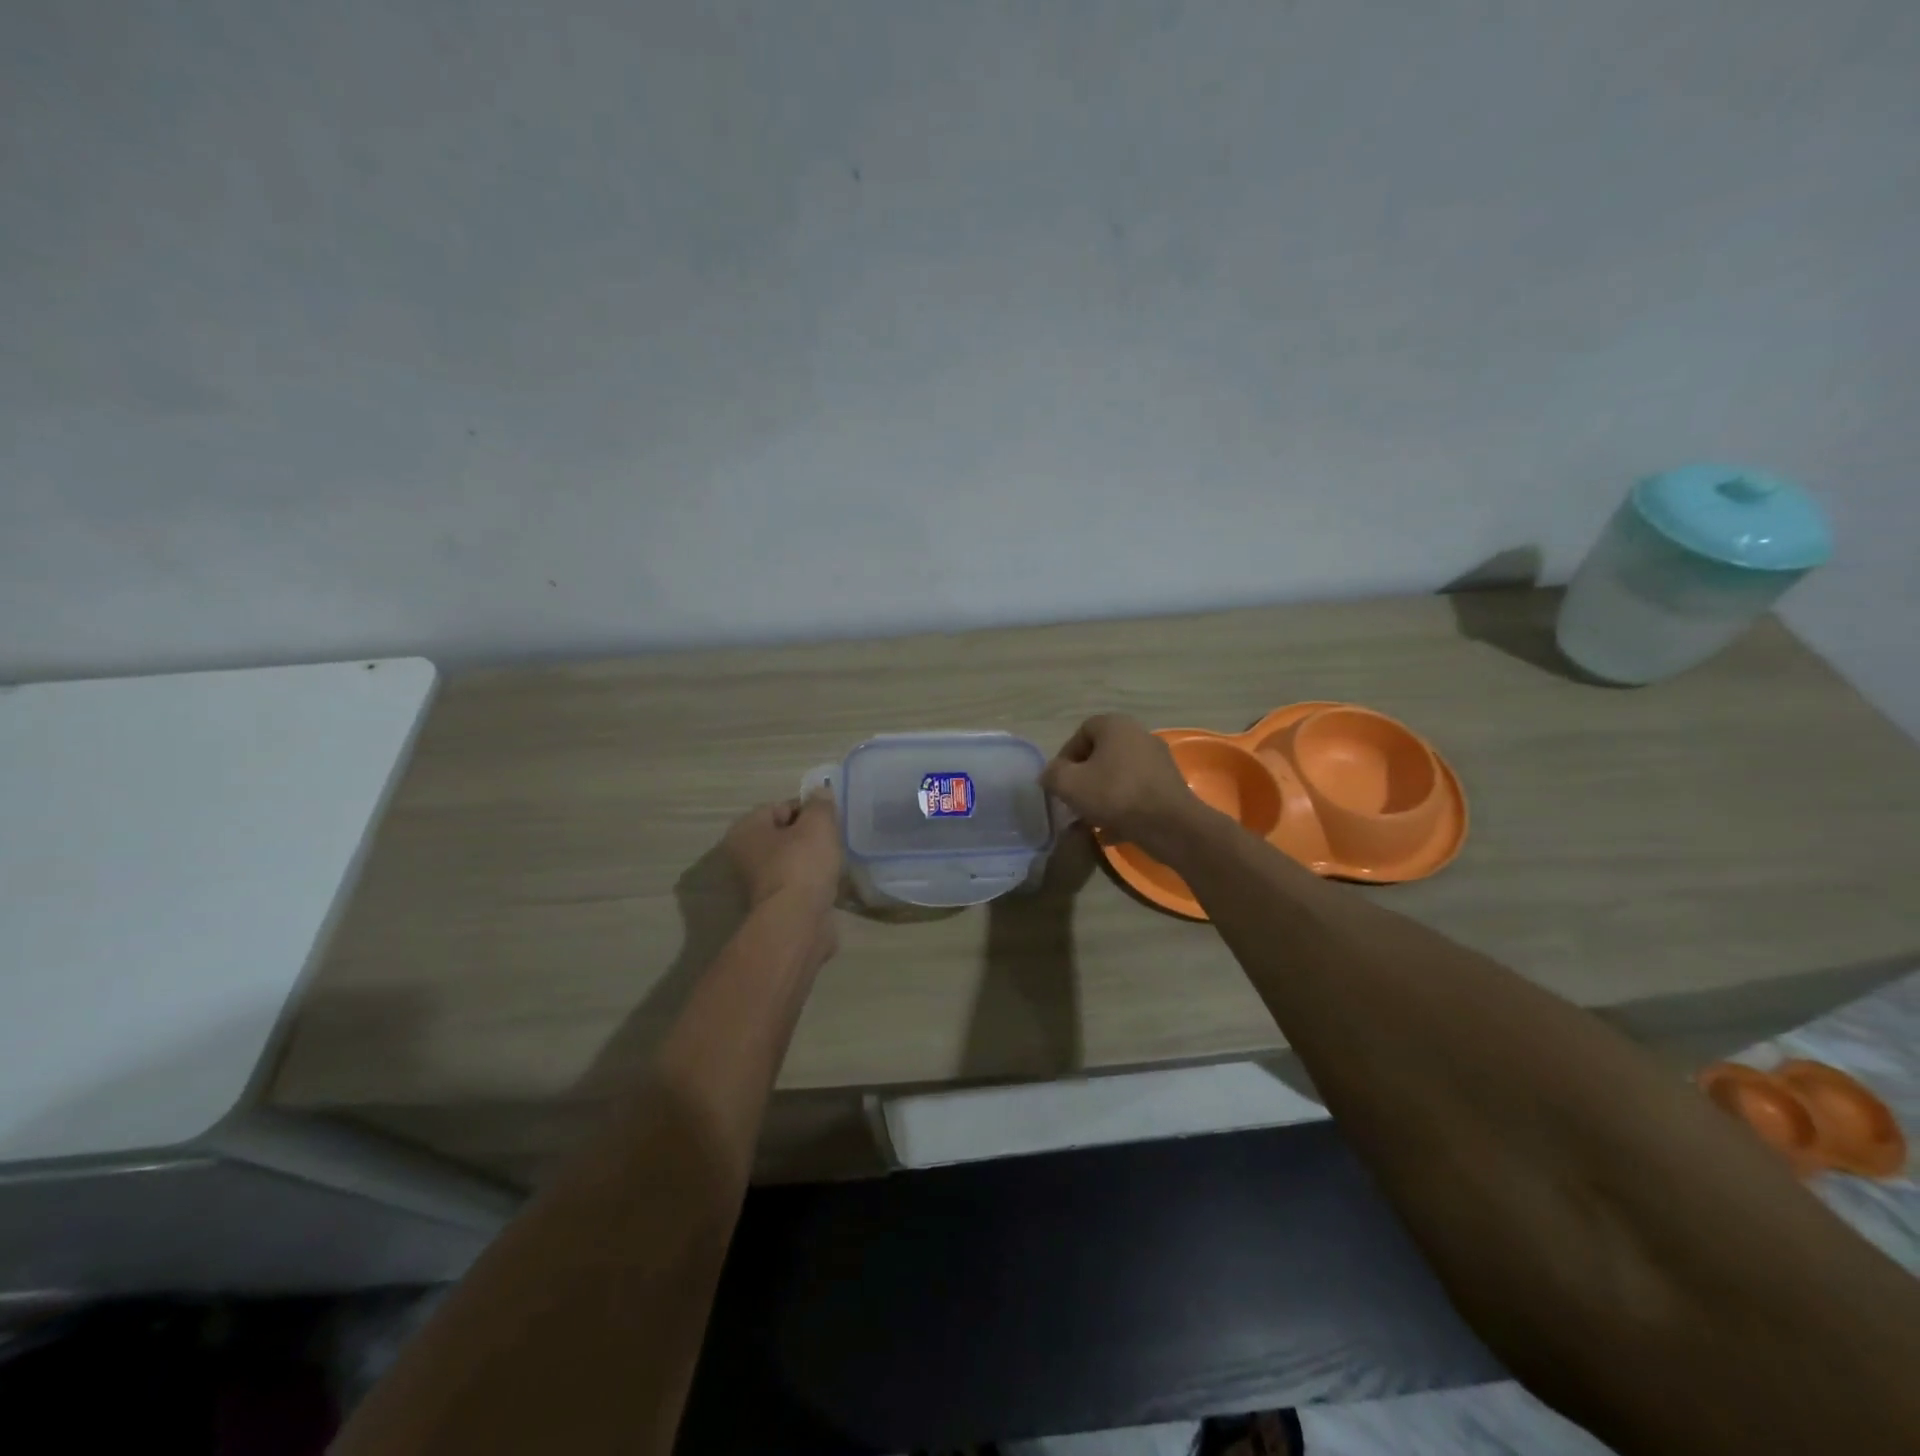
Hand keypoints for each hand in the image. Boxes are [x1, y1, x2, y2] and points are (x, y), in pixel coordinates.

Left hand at [723, 794, 841, 915]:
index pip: (778, 807)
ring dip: (811, 860)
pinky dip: (811, 882)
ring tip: (834, 861)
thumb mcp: (818, 824)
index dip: (806, 809)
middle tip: (833, 838)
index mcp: (746, 830)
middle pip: (783, 834)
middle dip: (809, 835)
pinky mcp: (774, 905)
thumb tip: (820, 792)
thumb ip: (820, 804)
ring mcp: (758, 883)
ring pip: (790, 860)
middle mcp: (744, 855)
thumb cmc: (802, 864)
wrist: (797, 922)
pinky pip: (797, 883)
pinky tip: (829, 883)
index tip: (828, 818)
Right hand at [1040, 714, 1202, 859]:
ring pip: (1119, 775)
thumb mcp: (1069, 784)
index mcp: (1116, 726)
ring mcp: (1158, 761)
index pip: (1081, 732)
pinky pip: (1136, 793)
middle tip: (1073, 800)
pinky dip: (1121, 808)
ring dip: (1101, 795)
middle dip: (1083, 778)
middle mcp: (1139, 736)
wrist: (1169, 825)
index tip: (1059, 781)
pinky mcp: (1169, 786)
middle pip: (1101, 754)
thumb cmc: (1115, 794)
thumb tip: (1050, 774)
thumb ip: (1052, 774)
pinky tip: (1110, 831)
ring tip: (1089, 819)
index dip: (1065, 756)